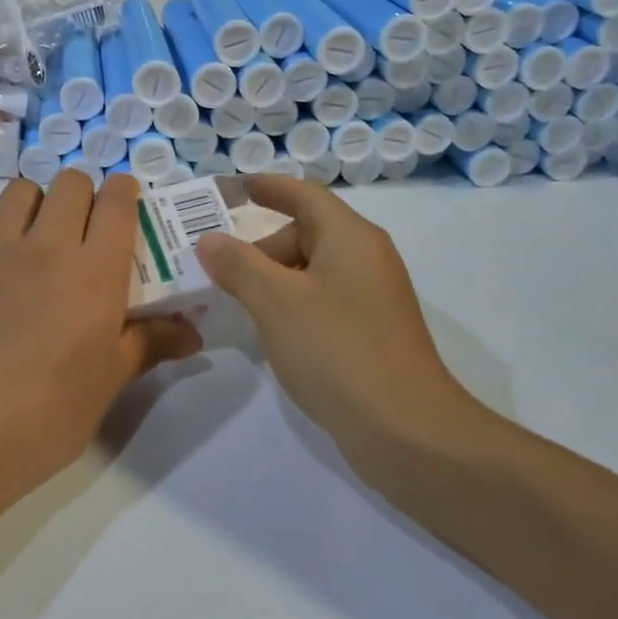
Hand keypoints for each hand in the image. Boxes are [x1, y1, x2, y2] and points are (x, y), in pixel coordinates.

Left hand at [0, 171, 200, 501]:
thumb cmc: (49, 413)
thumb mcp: (109, 381)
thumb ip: (150, 343)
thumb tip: (194, 334)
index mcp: (94, 271)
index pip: (117, 202)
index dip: (124, 191)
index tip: (124, 202)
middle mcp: (45, 245)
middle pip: (69, 183)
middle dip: (81, 195)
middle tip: (78, 229)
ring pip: (18, 191)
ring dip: (32, 205)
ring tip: (29, 238)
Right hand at [195, 176, 489, 450]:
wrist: (407, 431)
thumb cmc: (337, 351)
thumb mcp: (276, 302)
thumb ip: (238, 265)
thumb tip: (210, 240)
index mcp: (350, 237)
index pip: (304, 195)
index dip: (269, 187)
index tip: (235, 187)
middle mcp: (366, 258)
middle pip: (305, 233)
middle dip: (260, 248)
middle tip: (219, 272)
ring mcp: (372, 297)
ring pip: (312, 271)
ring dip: (273, 280)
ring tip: (237, 302)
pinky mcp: (372, 332)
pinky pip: (323, 301)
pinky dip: (292, 305)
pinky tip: (271, 333)